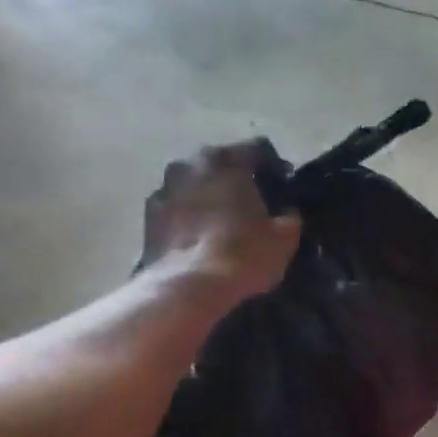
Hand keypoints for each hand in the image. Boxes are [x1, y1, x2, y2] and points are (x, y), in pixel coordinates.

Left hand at [138, 142, 300, 301]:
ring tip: (223, 218)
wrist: (188, 287)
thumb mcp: (284, 239)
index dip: (274, 166)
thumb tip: (286, 213)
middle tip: (252, 200)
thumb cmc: (243, 255)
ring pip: (194, 183)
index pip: (256, 149)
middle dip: (235, 177)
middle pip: (220, 162)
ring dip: (208, 194)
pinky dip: (188, 215)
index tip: (282, 185)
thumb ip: (289, 218)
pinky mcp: (148, 216)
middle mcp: (191, 164)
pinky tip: (200, 236)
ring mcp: (164, 189)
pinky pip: (176, 207)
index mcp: (227, 161)